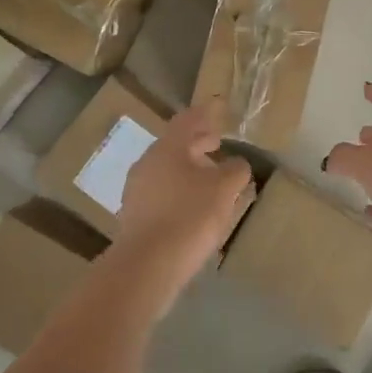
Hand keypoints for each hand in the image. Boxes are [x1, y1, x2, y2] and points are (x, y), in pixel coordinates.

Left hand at [115, 102, 252, 306]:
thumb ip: (236, 170)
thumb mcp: (225, 190)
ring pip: (168, 169)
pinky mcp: (135, 215)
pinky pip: (161, 191)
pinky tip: (195, 205)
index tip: (218, 106)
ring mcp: (137, 189)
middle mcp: (148, 162)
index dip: (206, 112)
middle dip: (198, 142)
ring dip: (189, 168)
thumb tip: (237, 163)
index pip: (188, 119)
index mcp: (168, 147)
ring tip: (211, 177)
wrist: (147, 266)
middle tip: (218, 141)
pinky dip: (180, 189)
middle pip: (175, 144)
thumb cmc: (190, 216)